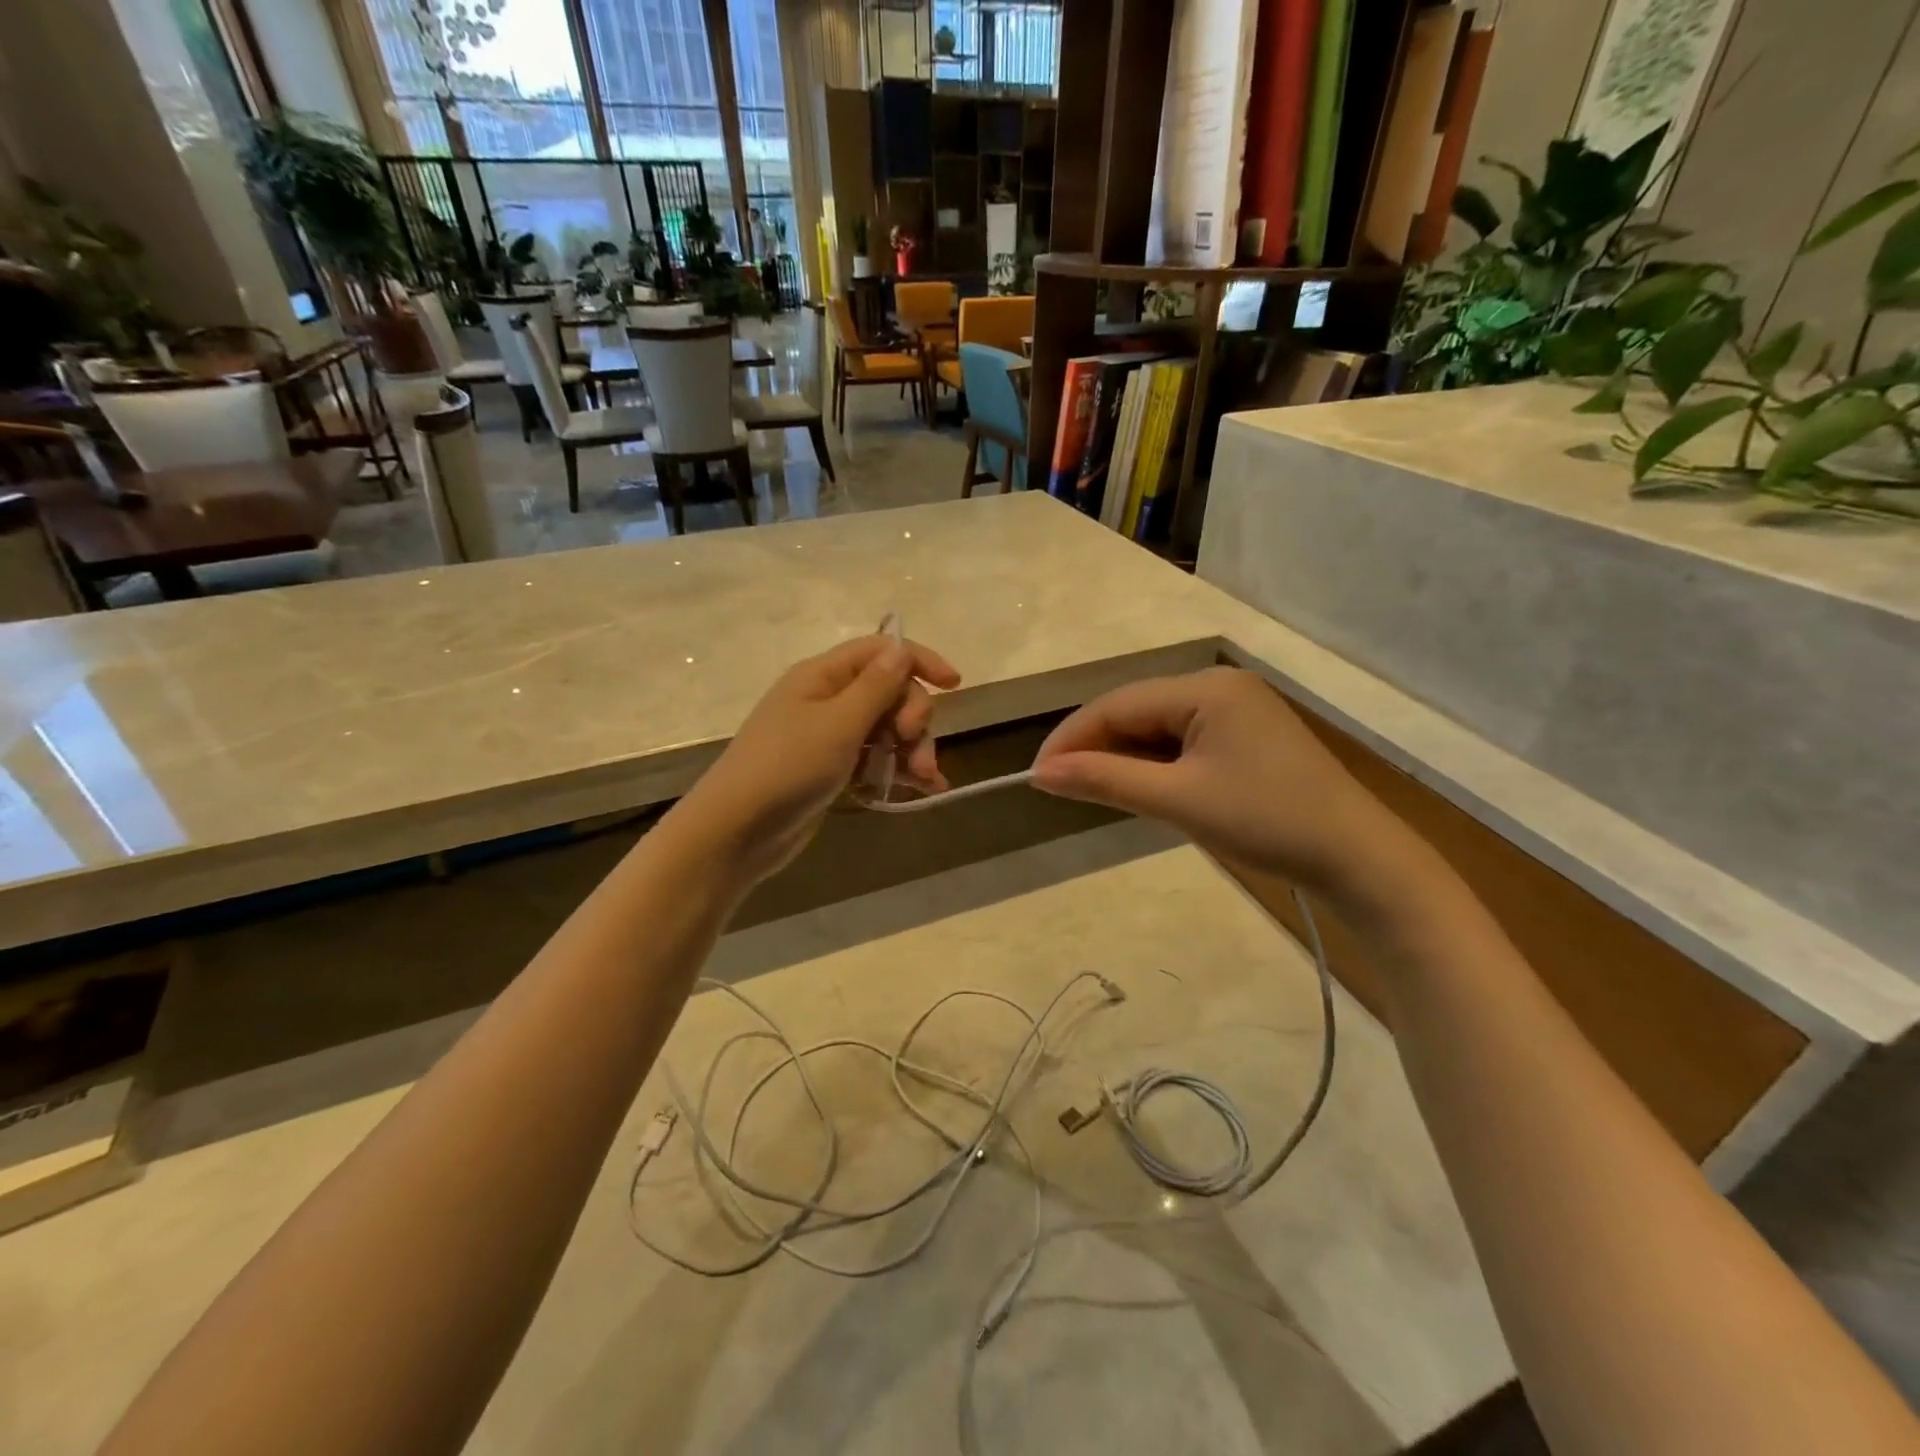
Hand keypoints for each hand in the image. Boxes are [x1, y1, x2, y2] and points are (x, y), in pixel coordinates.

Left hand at [671, 634, 960, 884]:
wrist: (737, 831)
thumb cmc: (787, 768)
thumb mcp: (839, 723)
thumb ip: (876, 687)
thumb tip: (901, 648)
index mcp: (823, 675)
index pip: (880, 651)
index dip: (919, 661)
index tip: (955, 685)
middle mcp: (827, 699)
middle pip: (889, 692)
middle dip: (914, 717)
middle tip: (914, 745)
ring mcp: (829, 736)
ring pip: (887, 730)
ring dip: (912, 749)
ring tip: (924, 778)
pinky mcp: (832, 770)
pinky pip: (875, 760)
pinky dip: (898, 771)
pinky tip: (923, 790)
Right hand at [1030, 667, 1420, 904]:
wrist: (1357, 858)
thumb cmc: (1266, 822)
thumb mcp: (1178, 801)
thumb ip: (1107, 780)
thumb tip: (1040, 774)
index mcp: (1206, 688)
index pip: (1118, 704)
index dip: (1071, 737)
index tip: (1036, 775)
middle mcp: (1219, 686)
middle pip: (1136, 711)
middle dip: (1095, 747)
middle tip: (1057, 786)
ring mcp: (1235, 711)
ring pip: (1157, 728)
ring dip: (1122, 758)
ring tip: (1089, 790)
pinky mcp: (1245, 737)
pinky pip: (1182, 742)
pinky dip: (1153, 765)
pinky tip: (1137, 787)